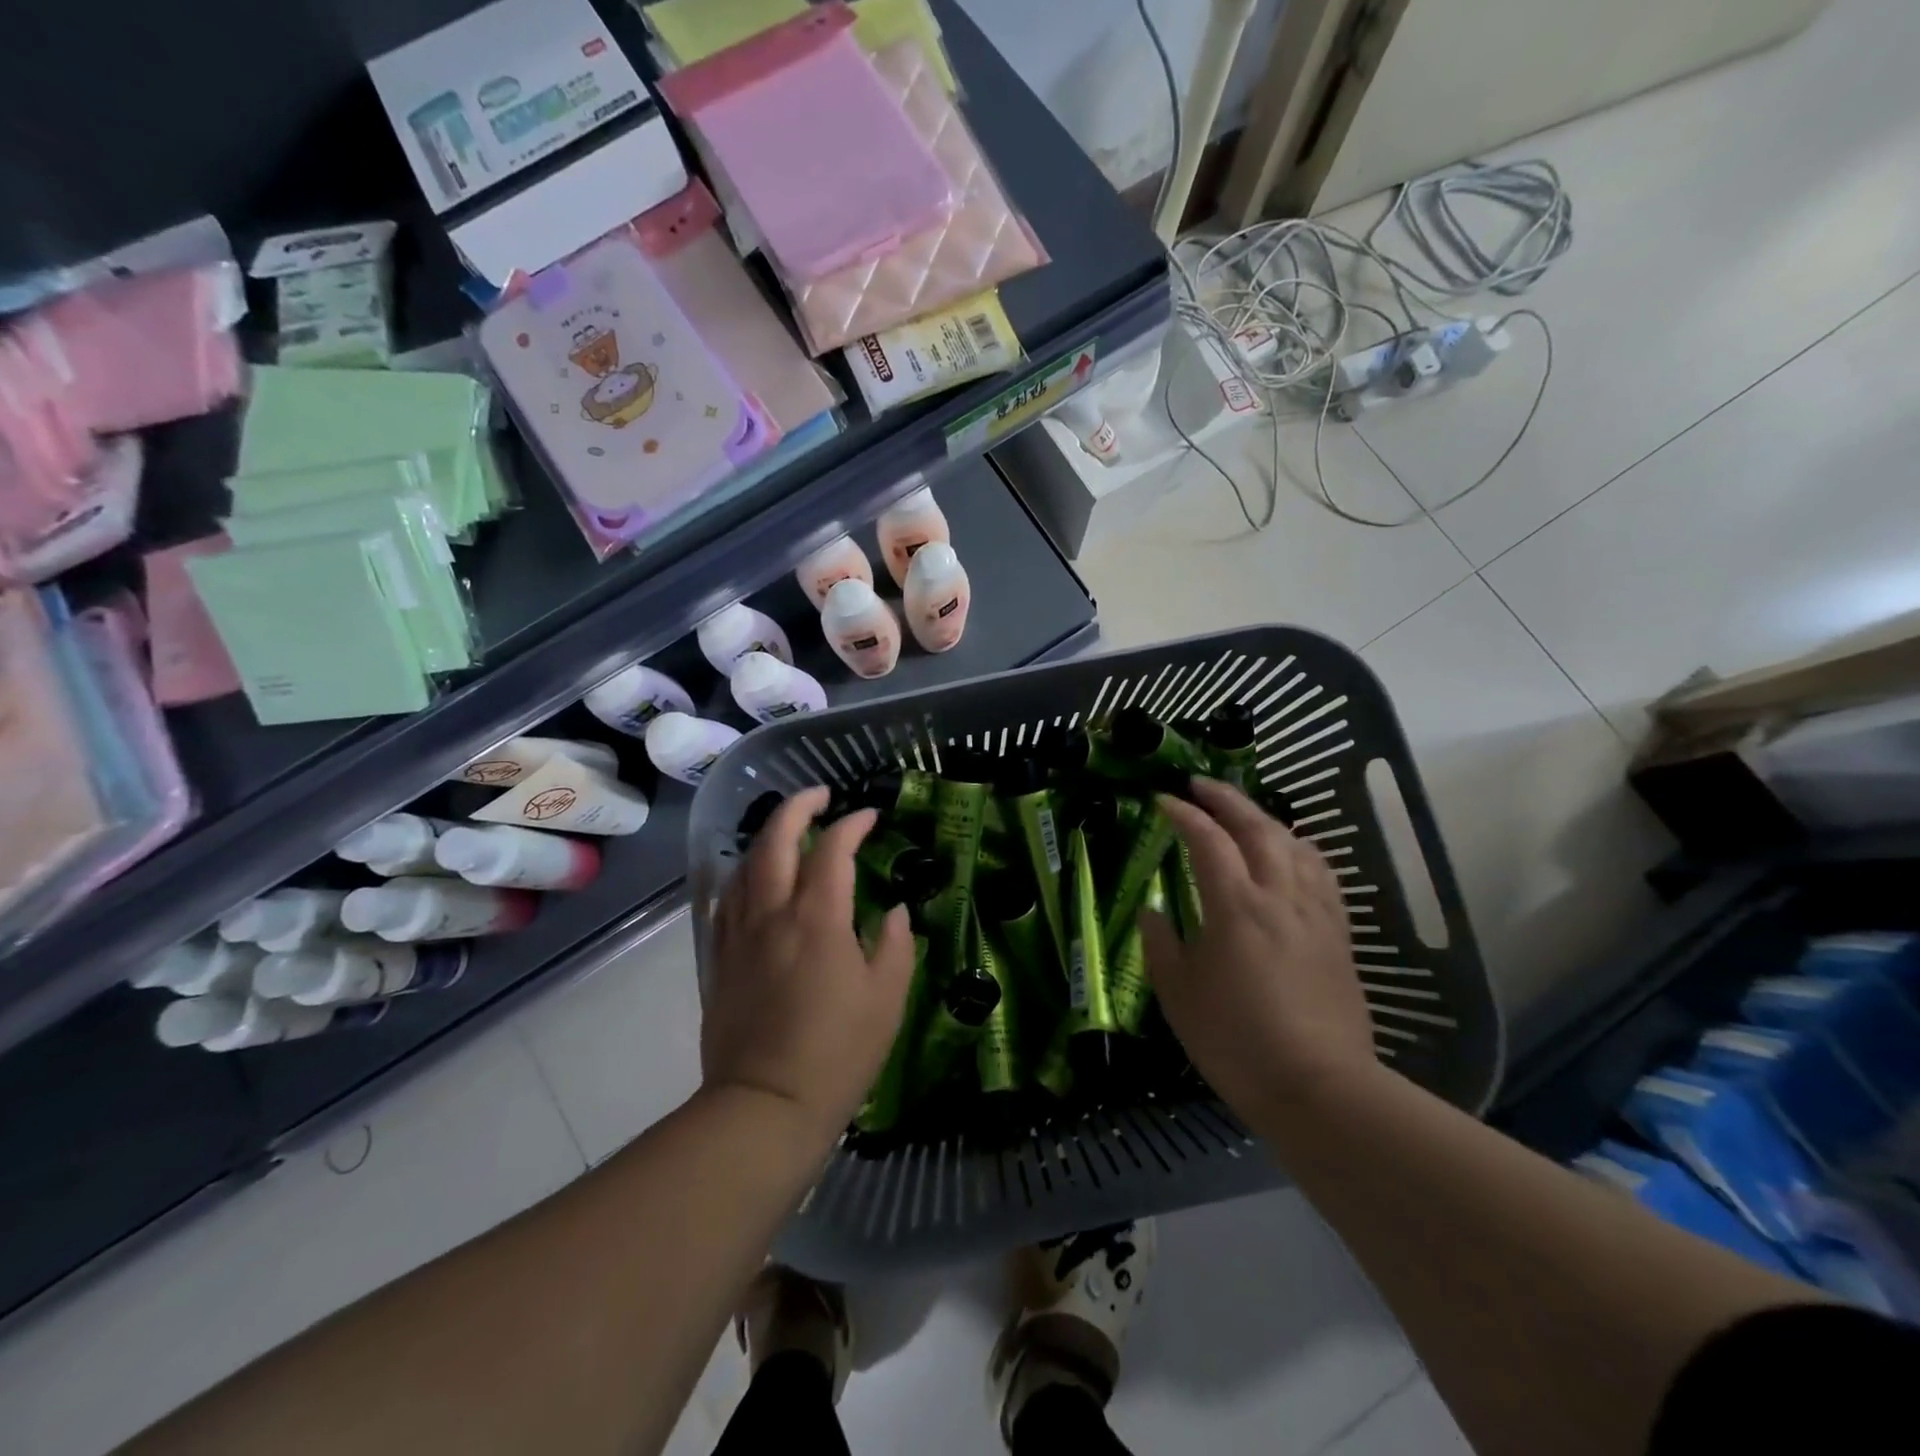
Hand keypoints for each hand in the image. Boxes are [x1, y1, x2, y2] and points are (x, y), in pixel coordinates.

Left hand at [703, 787, 915, 1143]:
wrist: (764, 1107)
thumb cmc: (838, 1054)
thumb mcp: (886, 999)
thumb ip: (893, 945)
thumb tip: (893, 911)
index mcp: (818, 919)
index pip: (833, 850)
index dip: (852, 825)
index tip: (870, 817)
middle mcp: (772, 914)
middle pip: (775, 841)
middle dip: (797, 807)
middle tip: (819, 795)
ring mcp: (739, 935)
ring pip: (744, 865)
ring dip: (766, 837)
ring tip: (787, 831)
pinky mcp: (719, 959)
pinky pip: (725, 900)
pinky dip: (740, 875)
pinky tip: (750, 878)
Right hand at [1142, 779, 1378, 1117]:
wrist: (1319, 1087)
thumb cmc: (1236, 1041)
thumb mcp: (1180, 995)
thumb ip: (1162, 946)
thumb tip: (1153, 913)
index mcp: (1236, 907)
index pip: (1208, 841)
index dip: (1184, 815)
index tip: (1163, 801)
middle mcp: (1279, 896)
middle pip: (1257, 828)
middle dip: (1226, 799)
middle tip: (1200, 785)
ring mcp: (1315, 913)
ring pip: (1294, 844)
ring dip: (1264, 818)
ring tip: (1243, 814)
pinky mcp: (1339, 934)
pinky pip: (1321, 873)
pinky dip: (1300, 848)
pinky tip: (1292, 854)